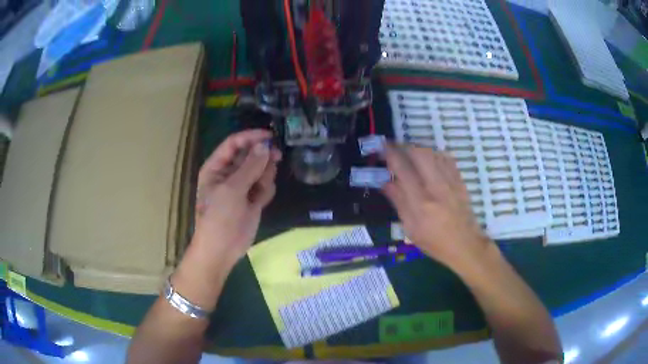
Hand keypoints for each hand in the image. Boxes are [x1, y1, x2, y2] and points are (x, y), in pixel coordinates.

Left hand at [193, 129, 281, 262]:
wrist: (222, 250)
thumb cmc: (219, 218)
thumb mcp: (232, 190)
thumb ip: (250, 166)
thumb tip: (265, 145)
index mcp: (217, 167)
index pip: (234, 143)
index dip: (251, 137)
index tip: (271, 136)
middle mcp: (229, 174)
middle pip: (250, 155)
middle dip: (262, 157)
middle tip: (277, 157)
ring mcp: (242, 187)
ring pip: (260, 170)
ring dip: (265, 176)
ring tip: (259, 190)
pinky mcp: (252, 200)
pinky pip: (264, 186)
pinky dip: (265, 190)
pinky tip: (260, 202)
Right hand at [381, 144, 490, 271]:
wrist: (466, 245)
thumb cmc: (435, 242)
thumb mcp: (411, 229)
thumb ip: (399, 203)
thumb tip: (385, 183)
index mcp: (421, 202)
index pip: (403, 169)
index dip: (391, 154)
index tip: (382, 148)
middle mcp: (436, 187)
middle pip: (419, 153)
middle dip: (404, 146)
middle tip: (395, 148)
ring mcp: (450, 182)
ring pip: (433, 153)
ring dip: (418, 149)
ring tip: (409, 154)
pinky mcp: (459, 180)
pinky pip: (446, 158)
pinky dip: (434, 154)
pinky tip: (429, 160)